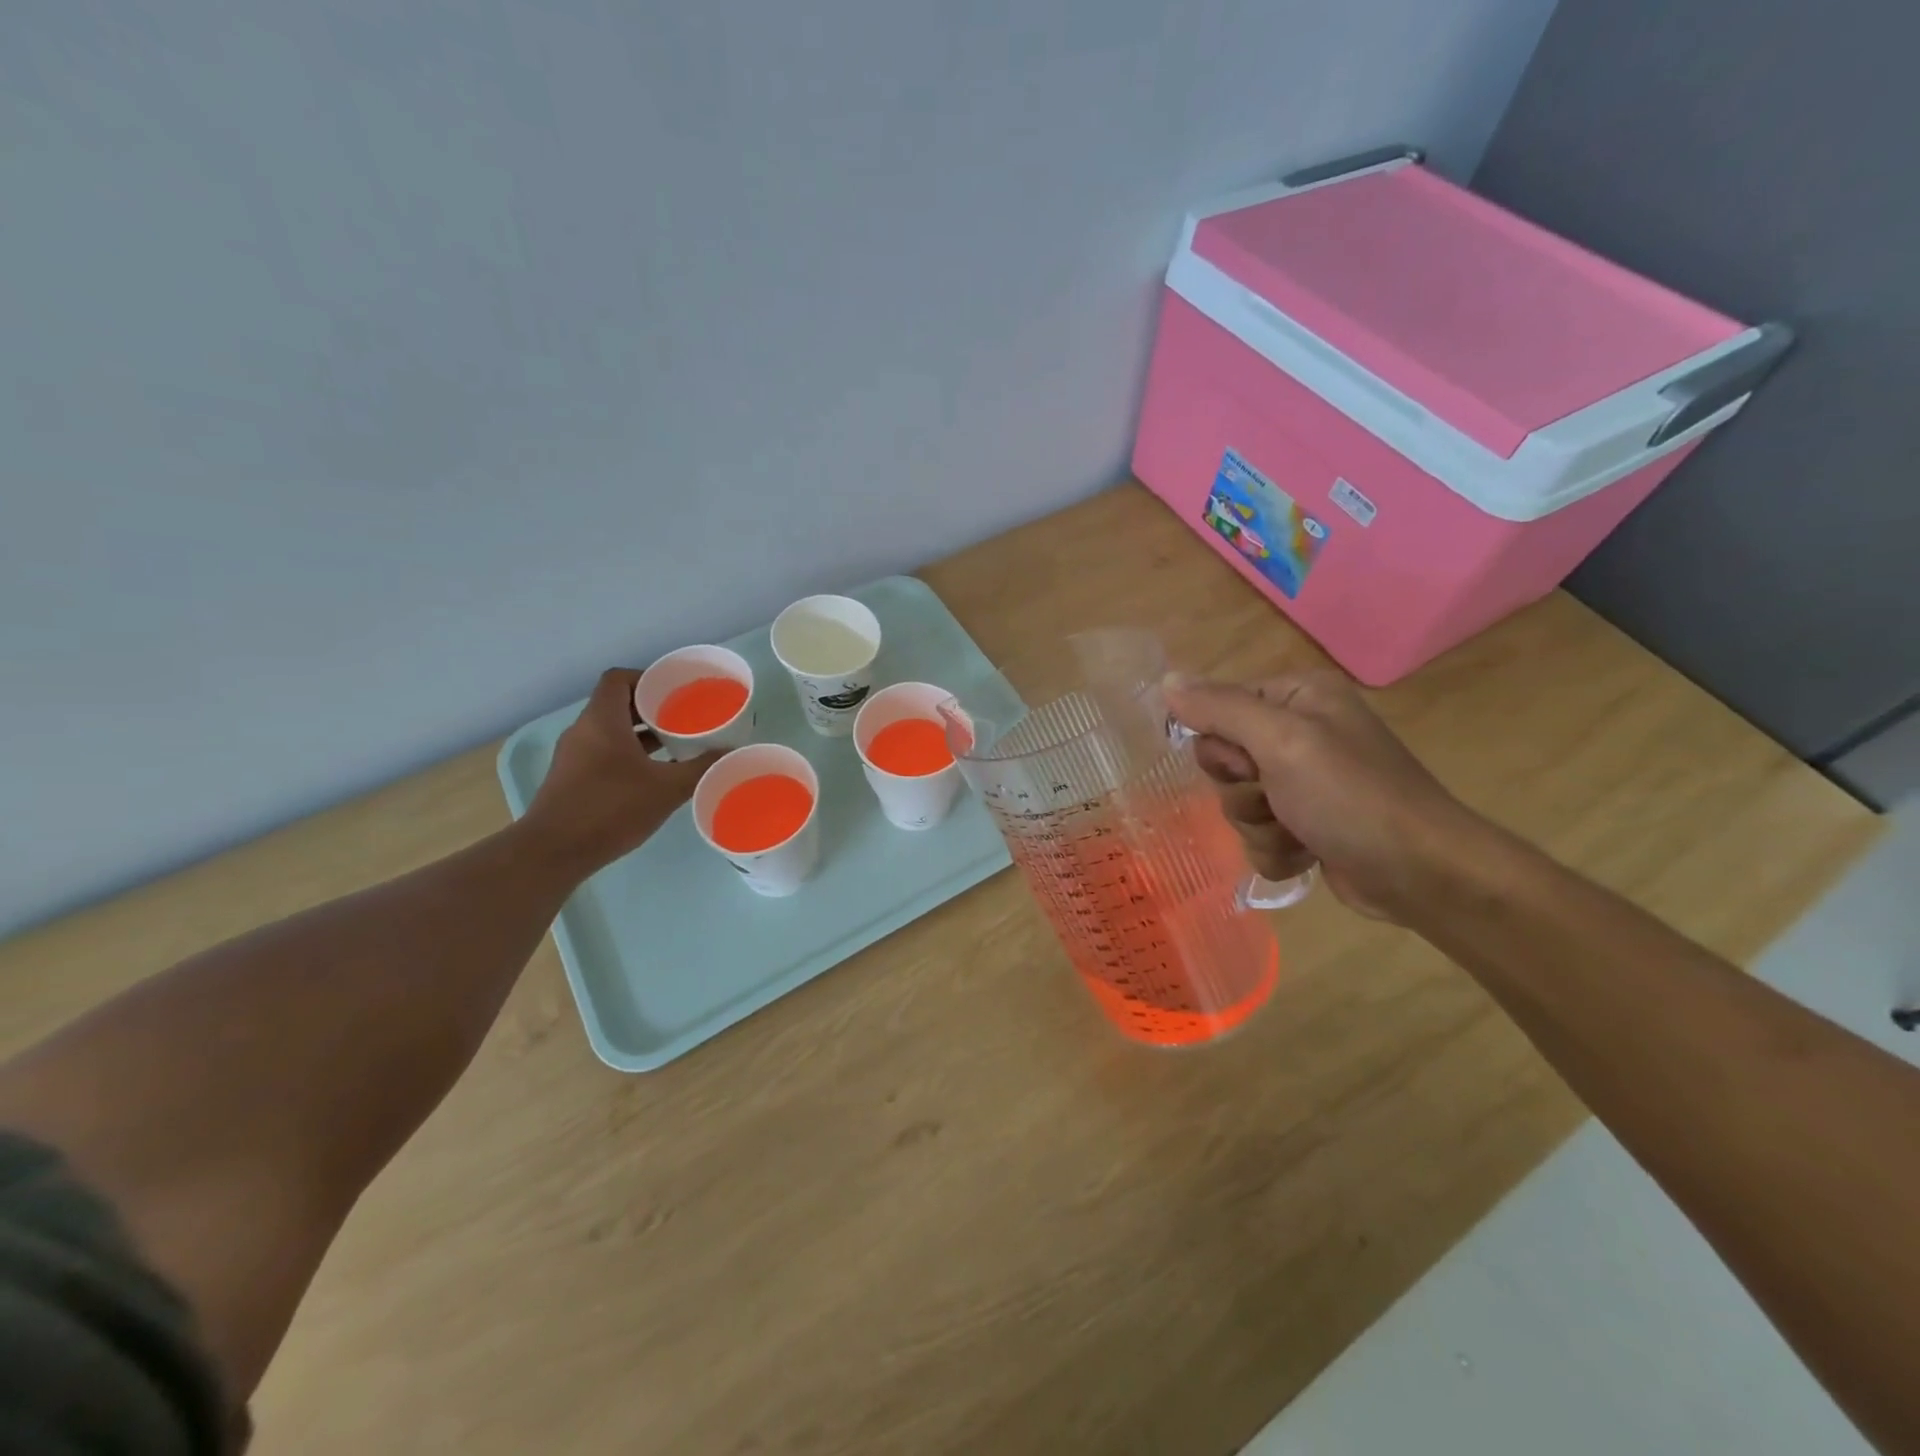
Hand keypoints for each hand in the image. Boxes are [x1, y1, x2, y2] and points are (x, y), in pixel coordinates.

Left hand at [524, 669, 717, 871]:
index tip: (674, 691)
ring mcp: (573, 755)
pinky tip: (652, 773)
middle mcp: (583, 731)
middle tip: (683, 717)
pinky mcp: (571, 778)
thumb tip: (730, 752)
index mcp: (602, 721)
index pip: (618, 679)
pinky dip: (627, 753)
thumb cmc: (612, 809)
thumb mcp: (667, 788)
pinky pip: (602, 751)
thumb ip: (701, 768)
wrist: (555, 852)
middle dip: (650, 708)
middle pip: (616, 704)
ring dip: (639, 733)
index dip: (646, 678)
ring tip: (674, 744)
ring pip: (609, 730)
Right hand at [1165, 671, 1479, 922]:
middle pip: (1223, 760)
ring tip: (1298, 834)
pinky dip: (1276, 850)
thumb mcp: (1281, 741)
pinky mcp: (1309, 825)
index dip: (1223, 744)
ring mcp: (1304, 783)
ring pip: (1237, 803)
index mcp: (1298, 698)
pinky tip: (1306, 855)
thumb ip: (1219, 708)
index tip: (1250, 764)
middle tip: (1275, 799)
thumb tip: (1166, 679)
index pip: (1219, 709)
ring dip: (1259, 826)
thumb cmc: (1350, 796)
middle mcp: (1300, 733)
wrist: (1422, 874)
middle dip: (1241, 791)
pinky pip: (1258, 835)